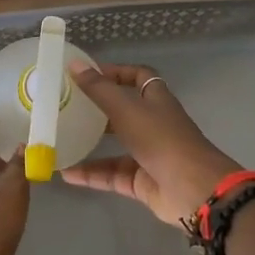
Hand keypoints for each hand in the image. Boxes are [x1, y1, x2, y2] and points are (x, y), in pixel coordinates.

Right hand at [63, 63, 243, 227]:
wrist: (193, 190)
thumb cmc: (162, 140)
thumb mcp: (127, 109)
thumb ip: (99, 89)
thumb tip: (74, 64)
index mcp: (156, 100)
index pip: (138, 77)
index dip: (116, 72)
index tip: (87, 74)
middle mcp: (154, 124)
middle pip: (124, 111)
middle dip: (98, 109)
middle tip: (67, 107)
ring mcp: (149, 154)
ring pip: (115, 146)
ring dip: (90, 144)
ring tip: (61, 141)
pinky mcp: (142, 182)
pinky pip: (112, 175)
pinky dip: (91, 174)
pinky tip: (66, 174)